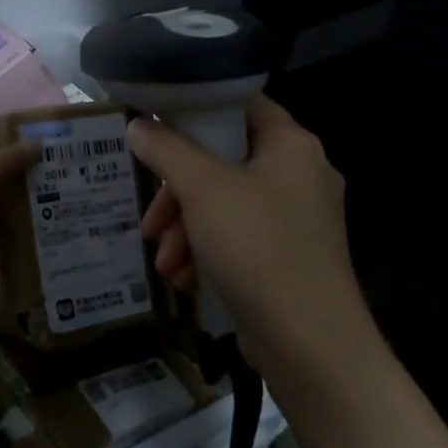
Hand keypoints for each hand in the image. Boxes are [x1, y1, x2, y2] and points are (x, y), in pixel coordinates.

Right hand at [128, 95, 371, 369]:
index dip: (196, 110)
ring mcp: (294, 221)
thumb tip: (138, 124)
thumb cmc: (257, 248)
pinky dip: (206, 255)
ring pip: (223, 207)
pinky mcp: (285, 259)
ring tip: (164, 263)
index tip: (155, 130)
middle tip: (151, 223)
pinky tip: (185, 281)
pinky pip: (236, 241)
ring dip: (184, 232)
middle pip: (222, 164)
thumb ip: (166, 150)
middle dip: (177, 196)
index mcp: (291, 145)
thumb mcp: (203, 190)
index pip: (240, 105)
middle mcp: (298, 176)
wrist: (309, 342)